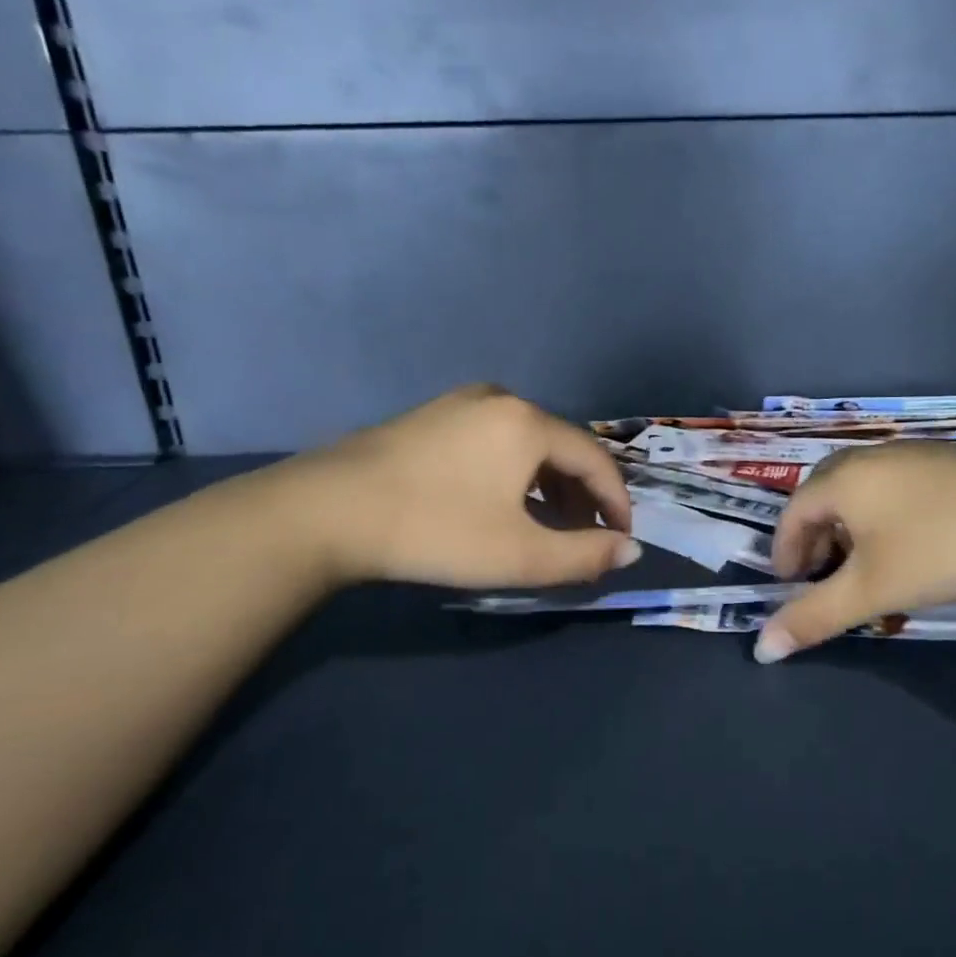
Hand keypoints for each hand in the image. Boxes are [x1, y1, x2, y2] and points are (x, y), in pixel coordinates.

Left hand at [257, 384, 639, 589]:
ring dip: (548, 484)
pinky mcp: (430, 417)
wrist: (324, 512)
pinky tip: (500, 502)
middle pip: (562, 447)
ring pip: (527, 443)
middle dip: (582, 494)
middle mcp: (501, 400)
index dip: (616, 500)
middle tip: (585, 536)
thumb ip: (584, 555)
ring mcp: (460, 404)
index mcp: (528, 423)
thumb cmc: (435, 530)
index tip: (621, 537)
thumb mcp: (519, 555)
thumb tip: (630, 549)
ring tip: (546, 525)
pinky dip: (514, 472)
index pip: (595, 459)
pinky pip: (494, 440)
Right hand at [755, 441, 955, 661]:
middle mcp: (869, 458)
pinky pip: (895, 490)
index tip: (791, 588)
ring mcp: (911, 455)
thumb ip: (815, 616)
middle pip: (823, 497)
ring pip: (862, 493)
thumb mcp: (873, 589)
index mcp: (841, 479)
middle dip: (816, 540)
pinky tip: (914, 547)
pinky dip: (885, 520)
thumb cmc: (942, 546)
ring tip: (868, 568)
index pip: (791, 514)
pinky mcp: (947, 462)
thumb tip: (761, 649)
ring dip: (851, 532)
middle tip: (824, 578)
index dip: (784, 554)